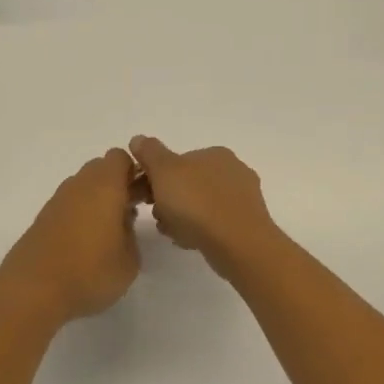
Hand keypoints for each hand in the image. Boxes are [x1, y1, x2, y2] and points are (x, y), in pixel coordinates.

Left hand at [0, 149, 143, 322]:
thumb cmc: (90, 272)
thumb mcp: (129, 261)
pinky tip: (84, 244)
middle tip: (128, 213)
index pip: (121, 158)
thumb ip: (131, 234)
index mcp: (105, 186)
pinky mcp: (42, 219)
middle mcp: (78, 185)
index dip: (135, 172)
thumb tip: (122, 223)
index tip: (144, 196)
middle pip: (100, 169)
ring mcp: (56, 201)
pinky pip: (68, 206)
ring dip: (96, 200)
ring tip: (107, 233)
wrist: (33, 290)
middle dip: (116, 184)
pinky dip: (79, 215)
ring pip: (82, 187)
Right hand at [129, 136, 282, 275]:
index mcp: (215, 153)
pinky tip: (189, 242)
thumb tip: (138, 139)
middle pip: (187, 185)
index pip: (177, 161)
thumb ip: (149, 152)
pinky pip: (213, 224)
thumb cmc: (197, 203)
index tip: (143, 197)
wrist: (237, 244)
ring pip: (199, 206)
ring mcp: (242, 199)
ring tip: (171, 233)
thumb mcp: (164, 171)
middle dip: (168, 201)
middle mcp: (233, 171)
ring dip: (180, 218)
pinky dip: (198, 231)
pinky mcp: (245, 225)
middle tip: (157, 216)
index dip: (155, 178)